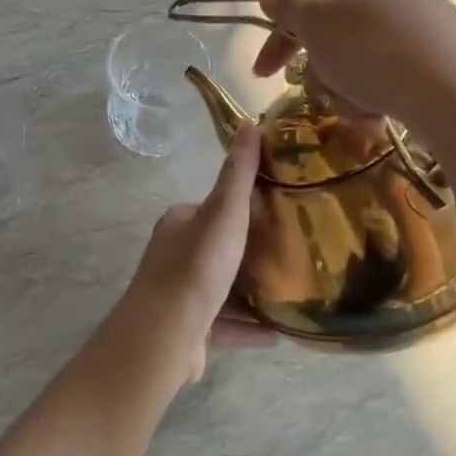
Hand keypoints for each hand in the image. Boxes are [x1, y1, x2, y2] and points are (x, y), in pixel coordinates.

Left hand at [110, 126, 268, 389]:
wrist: (167, 332)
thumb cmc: (197, 265)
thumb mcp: (224, 212)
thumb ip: (238, 172)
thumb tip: (248, 123)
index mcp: (178, 224)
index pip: (210, 209)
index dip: (239, 209)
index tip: (274, 213)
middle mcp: (172, 257)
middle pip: (216, 249)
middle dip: (248, 252)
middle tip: (288, 252)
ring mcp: (177, 297)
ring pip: (220, 290)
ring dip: (250, 293)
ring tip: (288, 292)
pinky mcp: (187, 332)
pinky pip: (224, 326)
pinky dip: (248, 328)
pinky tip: (279, 332)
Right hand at [255, 0, 455, 138]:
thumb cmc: (375, 50)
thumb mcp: (318, 27)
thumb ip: (287, 9)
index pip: (306, 3)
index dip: (279, 41)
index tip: (261, 74)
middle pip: (332, 33)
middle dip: (324, 71)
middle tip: (330, 92)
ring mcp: (419, 16)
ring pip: (356, 57)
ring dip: (346, 87)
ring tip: (361, 107)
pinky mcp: (436, 50)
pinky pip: (387, 70)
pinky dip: (375, 92)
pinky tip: (380, 110)